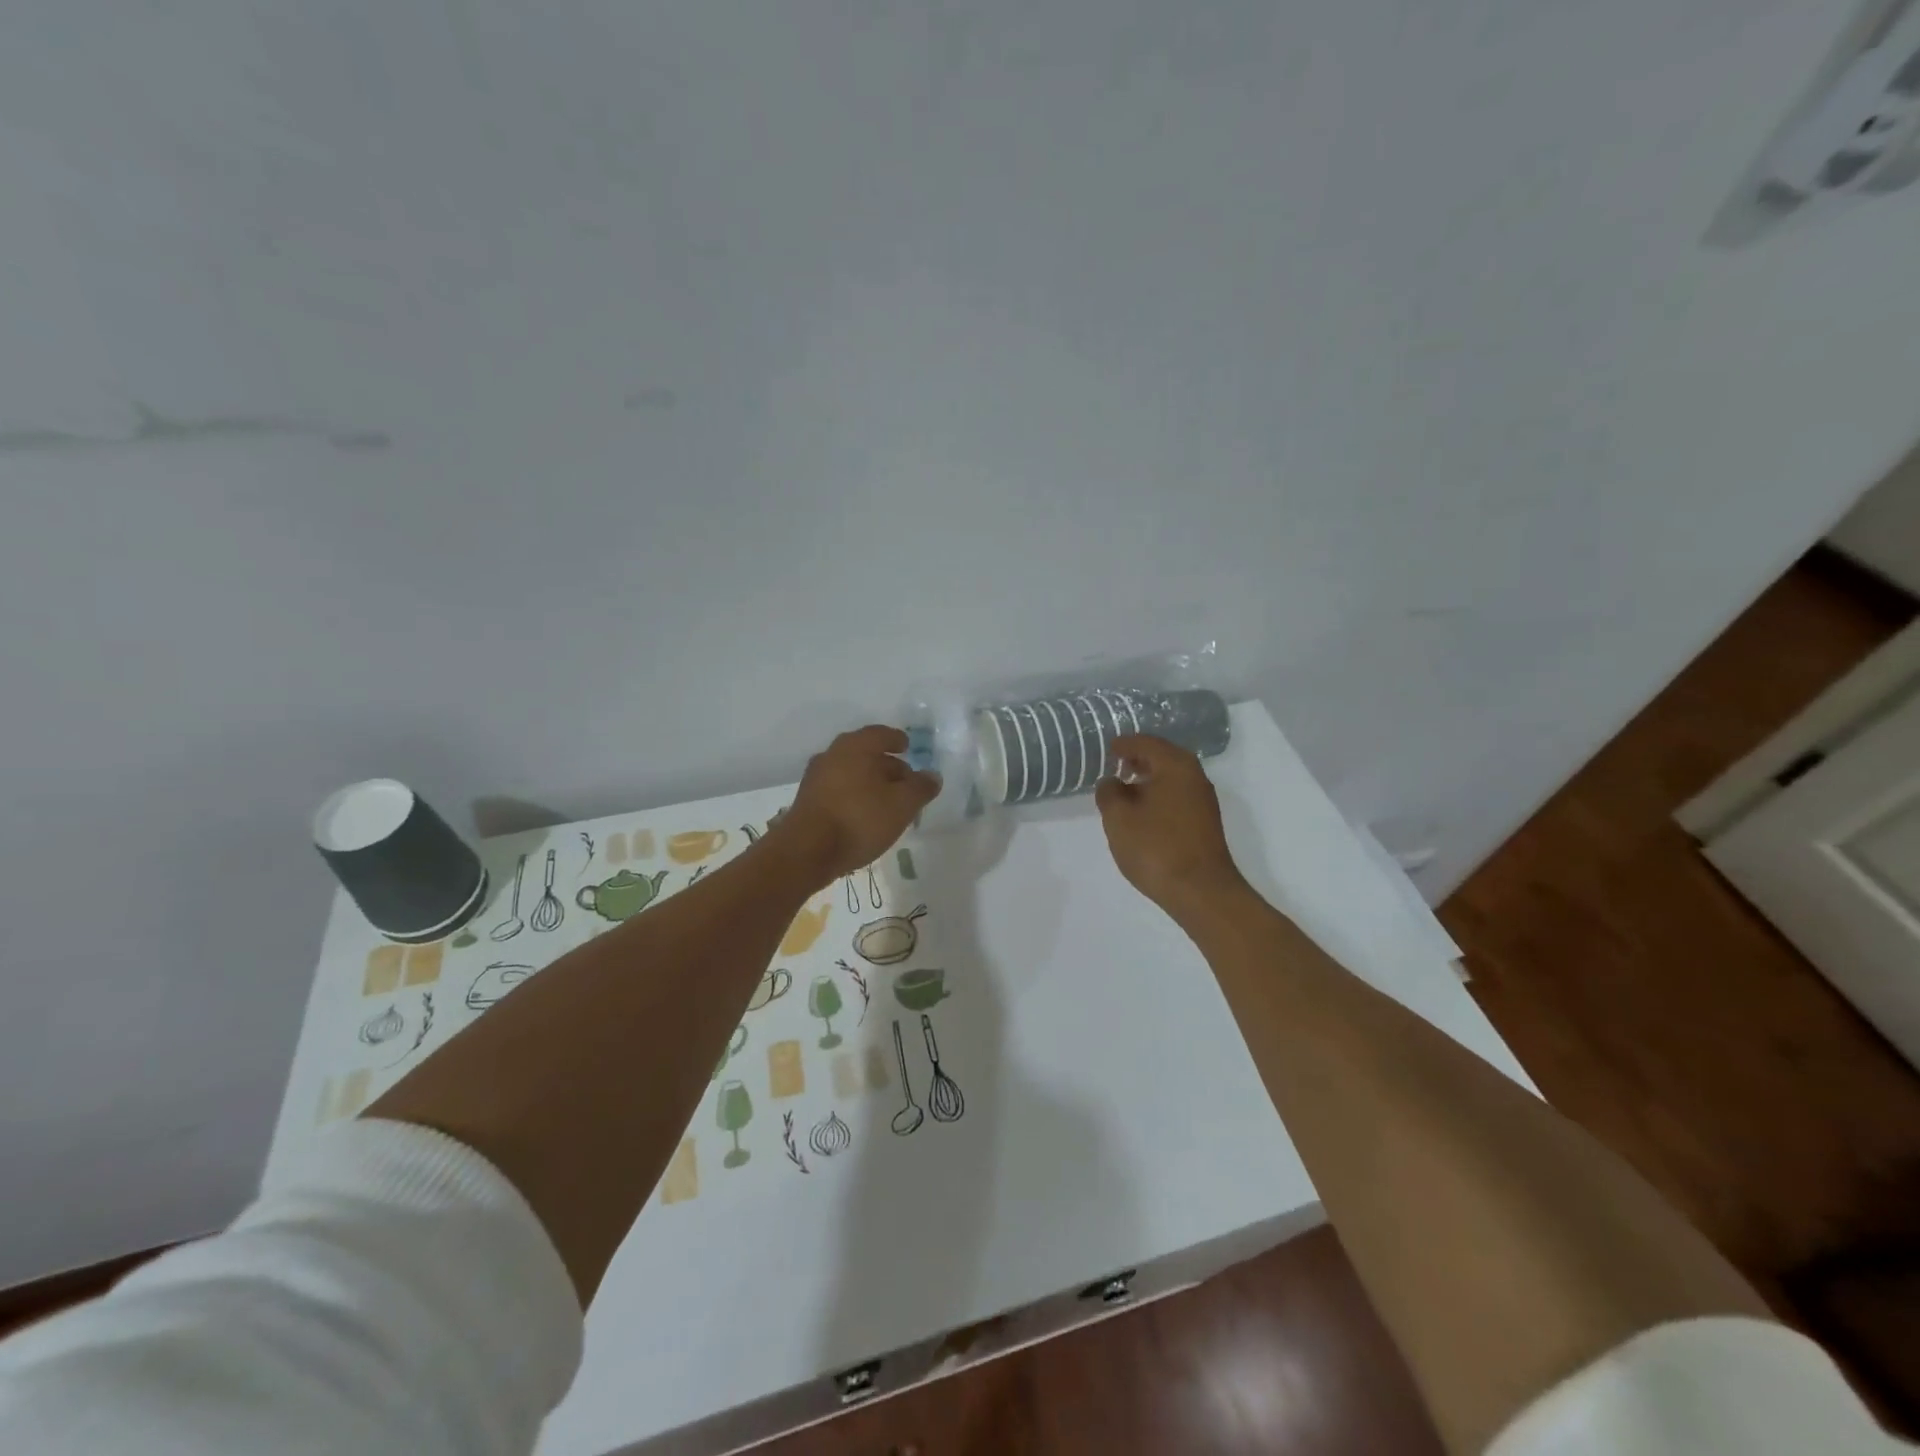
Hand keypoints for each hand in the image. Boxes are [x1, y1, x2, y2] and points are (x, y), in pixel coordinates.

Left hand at [772, 725, 939, 885]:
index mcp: (857, 746)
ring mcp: (816, 777)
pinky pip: (839, 790)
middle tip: (905, 781)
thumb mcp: (902, 804)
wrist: (806, 851)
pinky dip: (855, 796)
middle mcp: (833, 754)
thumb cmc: (860, 819)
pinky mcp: (807, 800)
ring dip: (870, 783)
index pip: (882, 734)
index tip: (908, 748)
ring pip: (851, 773)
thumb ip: (921, 787)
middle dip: (887, 765)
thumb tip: (932, 776)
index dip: (898, 740)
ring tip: (888, 802)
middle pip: (866, 753)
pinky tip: (865, 815)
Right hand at [1094, 735, 1244, 917]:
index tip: (1108, 749)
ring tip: (1125, 791)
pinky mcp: (1205, 823)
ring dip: (1149, 779)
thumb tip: (1112, 782)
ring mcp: (1204, 801)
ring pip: (1171, 778)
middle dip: (1138, 759)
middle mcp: (1195, 776)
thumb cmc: (1156, 847)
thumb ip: (1109, 793)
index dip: (1124, 744)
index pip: (1146, 743)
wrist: (1201, 891)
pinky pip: (1177, 796)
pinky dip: (1159, 796)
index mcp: (1175, 766)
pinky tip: (1143, 813)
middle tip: (1116, 766)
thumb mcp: (1119, 817)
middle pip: (1163, 757)